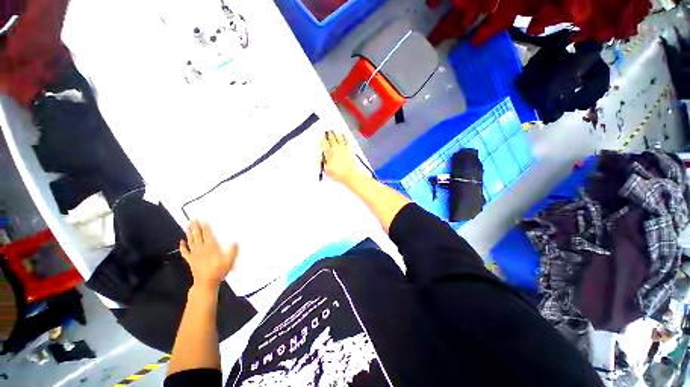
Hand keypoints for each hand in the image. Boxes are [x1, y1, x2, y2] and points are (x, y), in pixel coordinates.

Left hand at [179, 220, 237, 289]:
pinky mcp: (191, 260)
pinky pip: (185, 252)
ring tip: (188, 226)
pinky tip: (181, 241)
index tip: (203, 220)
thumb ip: (233, 251)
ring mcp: (195, 254)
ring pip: (191, 241)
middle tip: (193, 219)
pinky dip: (182, 246)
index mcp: (211, 247)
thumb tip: (235, 242)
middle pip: (198, 235)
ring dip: (189, 233)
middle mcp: (202, 249)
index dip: (205, 227)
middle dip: (195, 227)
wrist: (206, 283)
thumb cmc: (219, 271)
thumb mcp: (230, 261)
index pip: (208, 234)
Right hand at [320, 131, 360, 184]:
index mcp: (329, 152)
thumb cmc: (338, 174)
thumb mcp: (326, 170)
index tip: (321, 138)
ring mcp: (343, 147)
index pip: (323, 143)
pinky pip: (347, 139)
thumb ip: (322, 161)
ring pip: (338, 137)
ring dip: (335, 133)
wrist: (351, 175)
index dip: (321, 139)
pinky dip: (345, 136)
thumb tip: (320, 155)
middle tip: (327, 132)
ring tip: (333, 131)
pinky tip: (344, 134)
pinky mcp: (349, 149)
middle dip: (328, 134)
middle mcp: (336, 148)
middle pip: (331, 138)